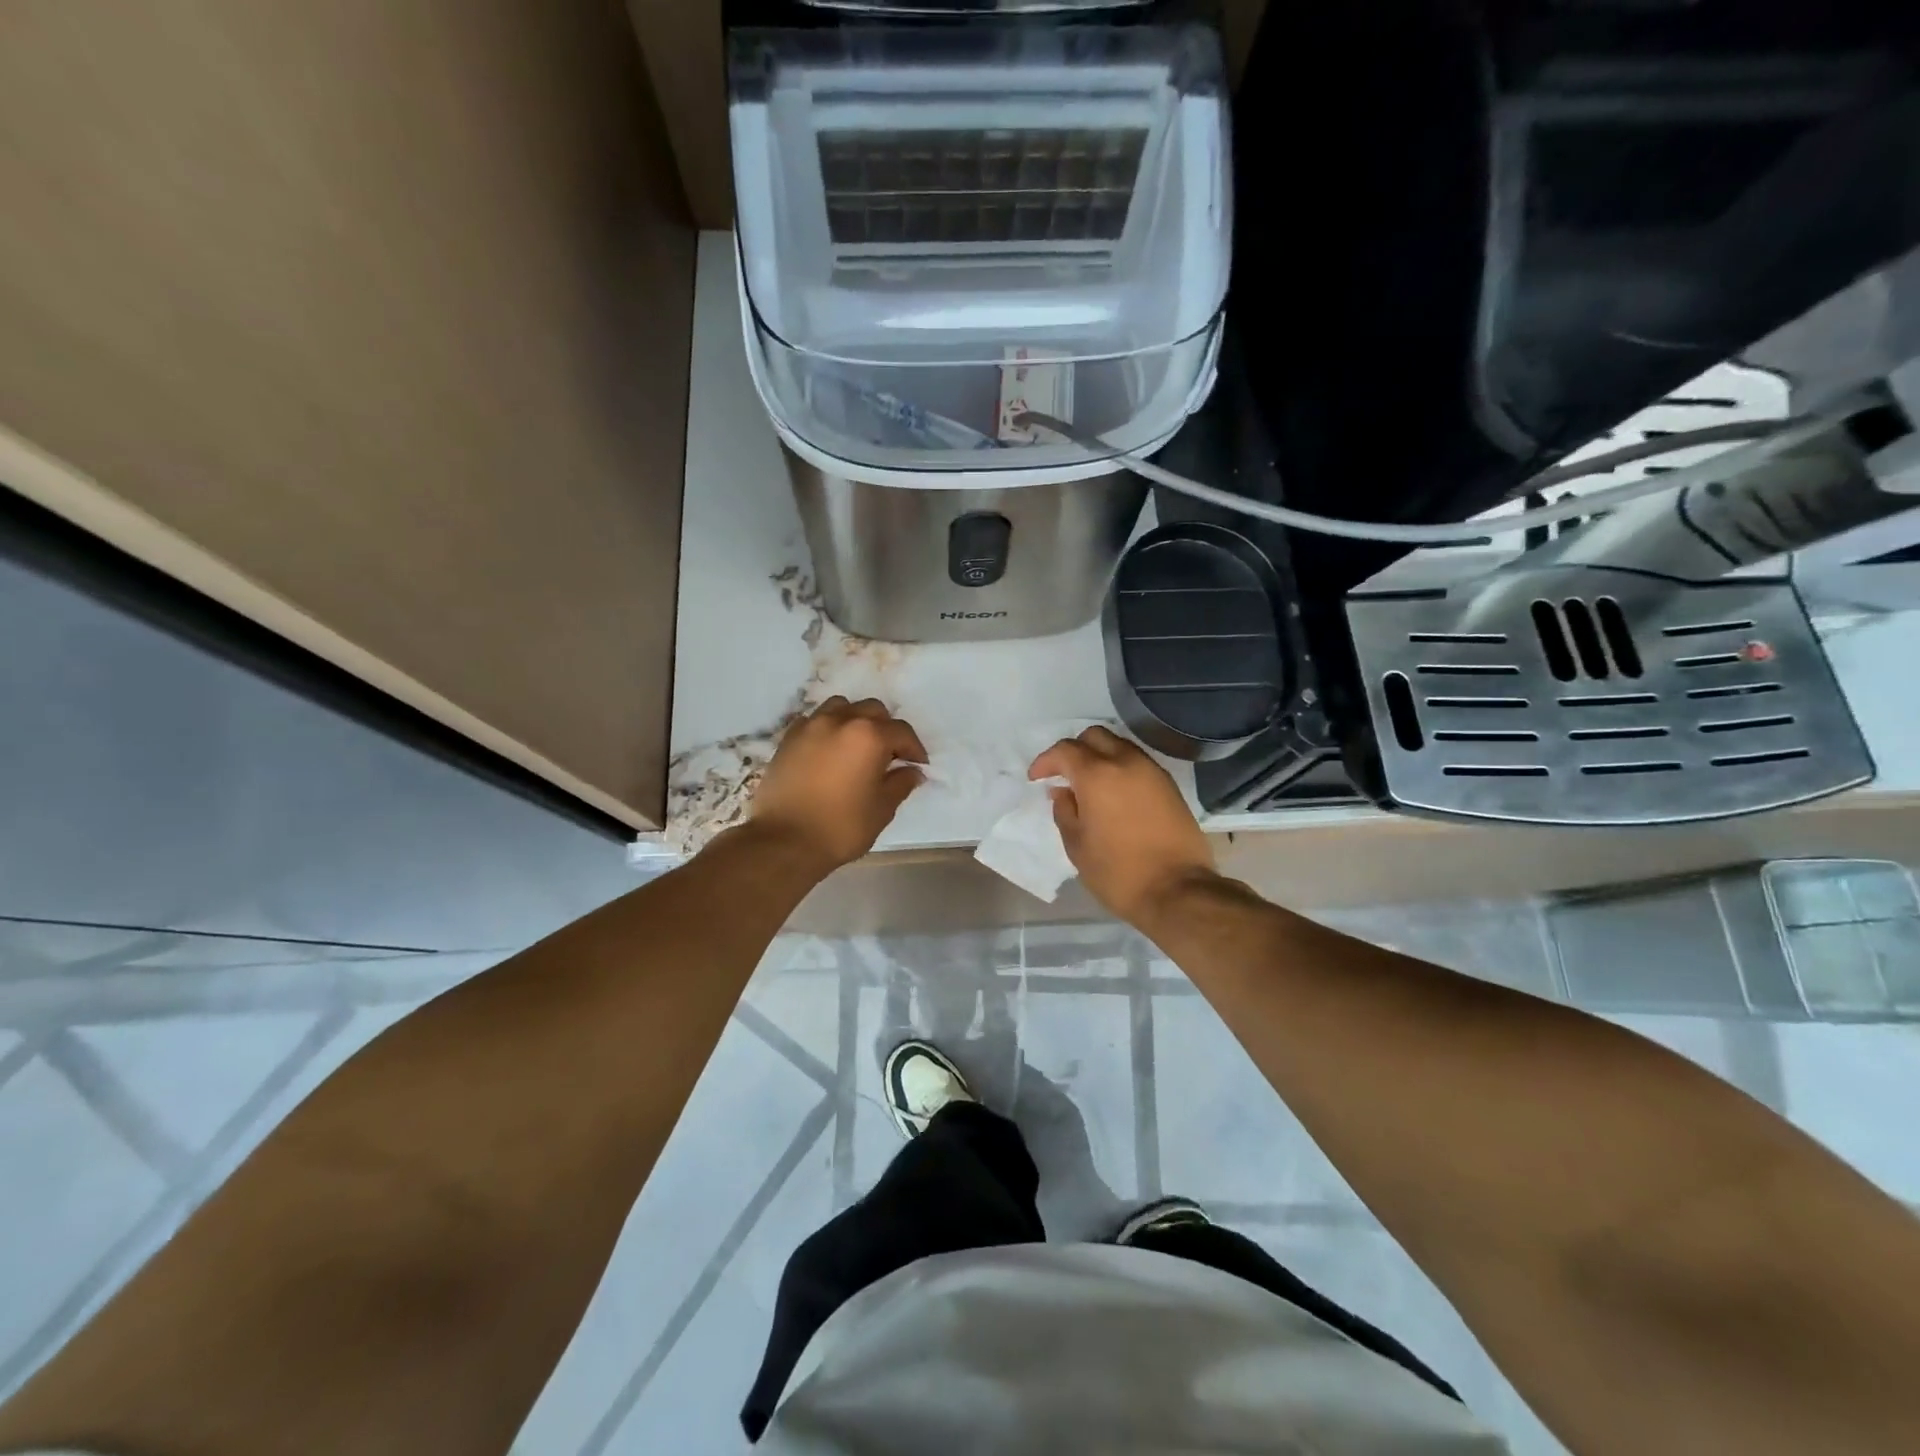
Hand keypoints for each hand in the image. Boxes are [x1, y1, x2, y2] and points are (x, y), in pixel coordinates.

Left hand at [749, 698, 926, 870]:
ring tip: (857, 746)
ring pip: (841, 707)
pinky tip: (829, 751)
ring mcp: (811, 726)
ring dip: (855, 721)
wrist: (783, 841)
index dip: (914, 749)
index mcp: (869, 736)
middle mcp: (841, 721)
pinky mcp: (788, 738)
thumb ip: (900, 784)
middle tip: (889, 756)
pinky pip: (814, 721)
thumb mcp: (881, 809)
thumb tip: (912, 771)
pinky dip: (827, 728)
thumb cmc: (840, 827)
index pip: (901, 732)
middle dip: (886, 729)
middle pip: (872, 710)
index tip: (918, 766)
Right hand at [1030, 726, 1216, 923]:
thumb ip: (1065, 811)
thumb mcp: (1077, 846)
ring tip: (1089, 784)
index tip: (1037, 778)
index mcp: (1097, 775)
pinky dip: (1120, 768)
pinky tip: (1114, 793)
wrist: (1178, 891)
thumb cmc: (1118, 872)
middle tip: (1064, 775)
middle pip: (1094, 736)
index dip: (1045, 761)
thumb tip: (1062, 792)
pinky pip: (1138, 763)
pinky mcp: (1170, 786)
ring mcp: (1152, 772)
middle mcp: (1126, 762)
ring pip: (1119, 746)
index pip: (1065, 750)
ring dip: (1099, 756)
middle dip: (1074, 749)